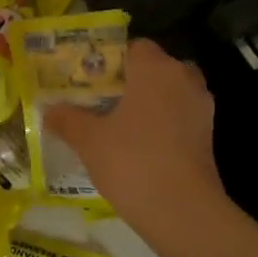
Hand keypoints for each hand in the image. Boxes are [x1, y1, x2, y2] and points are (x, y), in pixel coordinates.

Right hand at [45, 39, 226, 245]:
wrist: (182, 210)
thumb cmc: (131, 162)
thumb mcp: (88, 140)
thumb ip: (67, 119)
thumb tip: (49, 109)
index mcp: (155, 68)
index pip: (133, 46)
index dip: (109, 59)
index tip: (88, 79)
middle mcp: (183, 78)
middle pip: (154, 68)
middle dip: (130, 81)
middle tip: (100, 100)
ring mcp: (200, 107)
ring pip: (169, 93)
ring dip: (147, 103)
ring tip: (116, 124)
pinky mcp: (207, 134)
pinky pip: (179, 117)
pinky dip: (161, 124)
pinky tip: (138, 146)